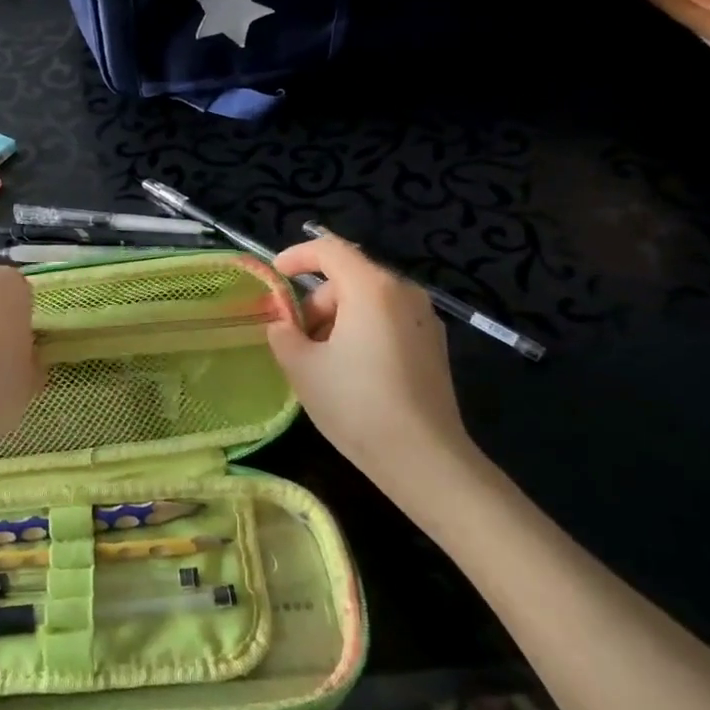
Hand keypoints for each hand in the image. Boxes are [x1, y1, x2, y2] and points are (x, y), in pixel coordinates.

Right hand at [266, 233, 476, 492]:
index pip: (330, 250)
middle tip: (295, 339)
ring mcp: (424, 319)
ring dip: (338, 319)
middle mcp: (403, 293)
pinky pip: (388, 321)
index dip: (297, 256)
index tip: (275, 274)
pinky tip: (351, 371)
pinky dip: (362, 331)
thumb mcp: (302, 368)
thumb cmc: (356, 404)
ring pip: (368, 301)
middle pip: (349, 278)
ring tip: (321, 360)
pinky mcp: (434, 345)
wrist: (424, 459)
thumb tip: (282, 324)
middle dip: (316, 301)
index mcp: (371, 288)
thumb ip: (283, 334)